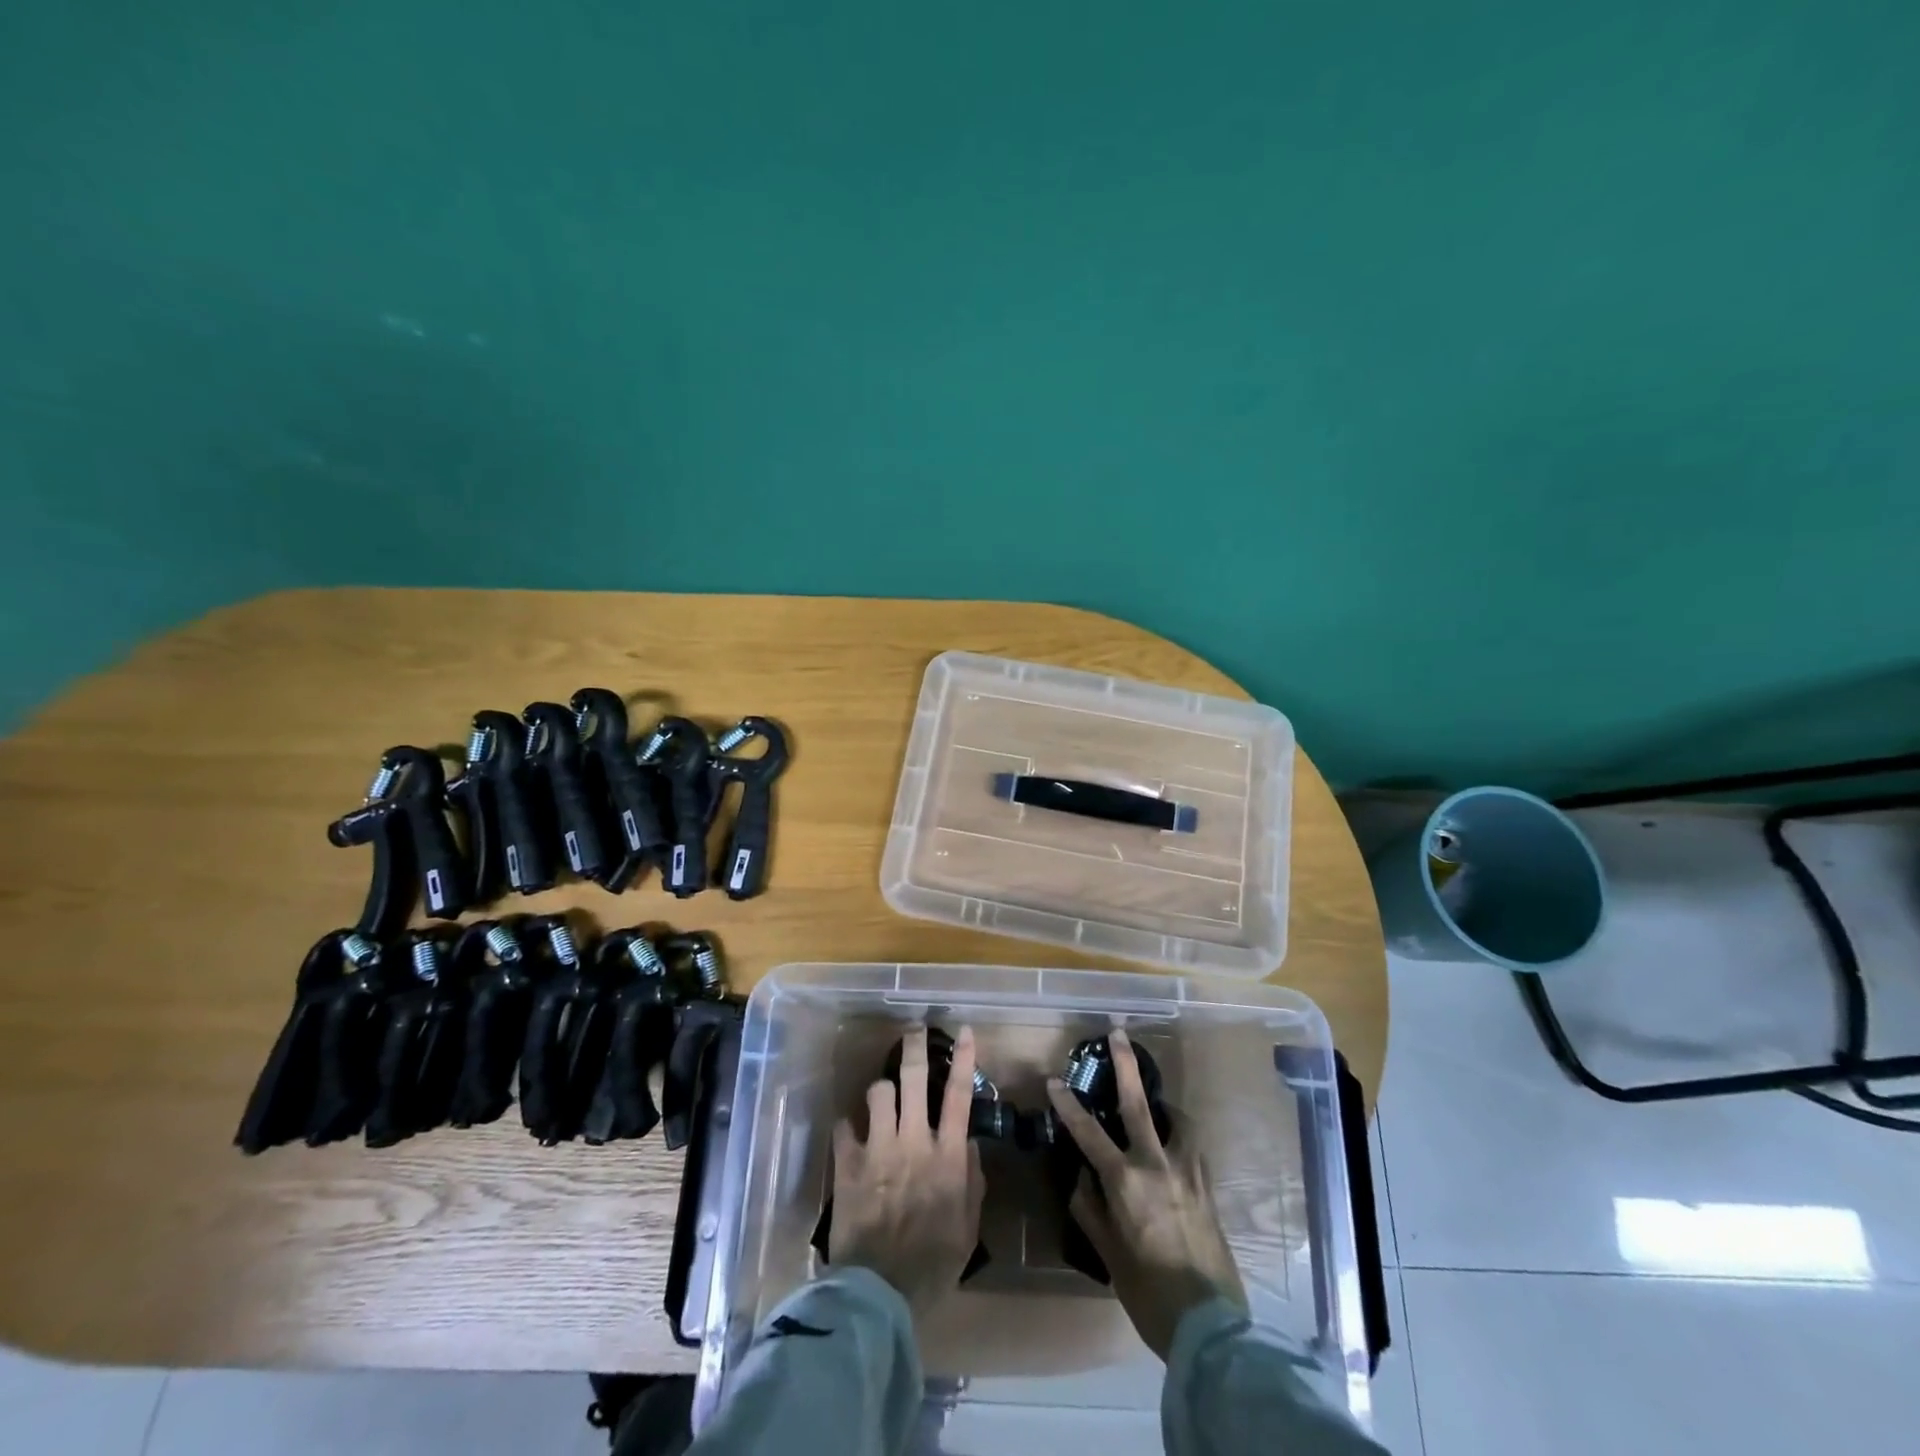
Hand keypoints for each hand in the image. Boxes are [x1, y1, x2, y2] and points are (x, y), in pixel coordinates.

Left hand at [830, 1025, 986, 1317]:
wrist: (879, 1294)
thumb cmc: (932, 1265)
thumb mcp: (968, 1229)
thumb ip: (973, 1184)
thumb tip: (971, 1147)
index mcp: (947, 1157)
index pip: (959, 1095)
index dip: (963, 1059)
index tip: (965, 1031)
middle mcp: (913, 1141)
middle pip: (914, 1078)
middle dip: (914, 1047)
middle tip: (913, 1029)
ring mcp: (877, 1149)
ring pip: (878, 1092)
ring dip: (882, 1089)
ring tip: (883, 1095)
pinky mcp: (847, 1164)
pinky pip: (844, 1126)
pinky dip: (848, 1126)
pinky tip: (850, 1133)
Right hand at [1047, 1029, 1245, 1359]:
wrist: (1212, 1327)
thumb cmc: (1150, 1294)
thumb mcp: (1110, 1257)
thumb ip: (1091, 1211)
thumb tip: (1081, 1178)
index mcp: (1127, 1182)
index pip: (1089, 1133)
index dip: (1069, 1105)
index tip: (1054, 1080)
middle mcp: (1158, 1166)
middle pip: (1138, 1103)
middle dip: (1126, 1065)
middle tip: (1119, 1032)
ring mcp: (1188, 1173)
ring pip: (1176, 1120)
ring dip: (1162, 1103)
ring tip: (1155, 1100)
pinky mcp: (1208, 1186)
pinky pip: (1191, 1146)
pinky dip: (1179, 1134)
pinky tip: (1174, 1144)